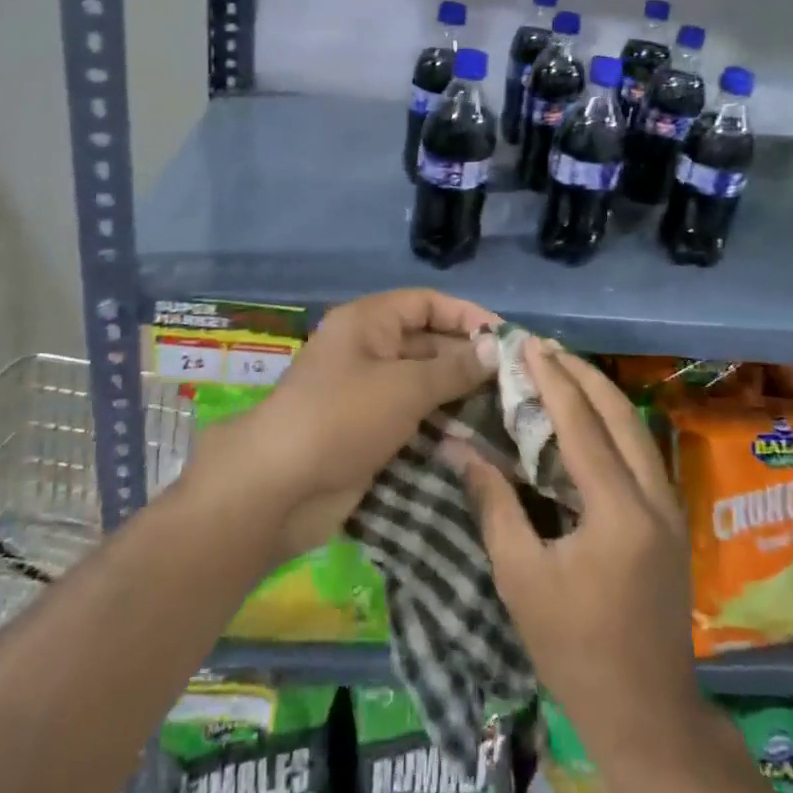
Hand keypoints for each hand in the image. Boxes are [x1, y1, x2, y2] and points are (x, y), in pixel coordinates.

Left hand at [190, 289, 499, 561]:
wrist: (277, 489)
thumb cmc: (342, 418)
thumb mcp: (404, 387)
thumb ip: (454, 368)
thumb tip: (494, 348)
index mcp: (368, 322)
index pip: (427, 304)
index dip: (467, 316)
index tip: (506, 339)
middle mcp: (368, 350)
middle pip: (427, 343)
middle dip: (468, 360)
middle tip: (514, 382)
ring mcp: (366, 393)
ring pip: (422, 384)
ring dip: (459, 397)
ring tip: (506, 413)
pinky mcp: (367, 432)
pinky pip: (412, 418)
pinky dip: (440, 425)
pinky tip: (475, 440)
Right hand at [447, 340, 704, 760]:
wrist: (647, 713)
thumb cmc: (575, 650)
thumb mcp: (521, 580)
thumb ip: (494, 505)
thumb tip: (459, 448)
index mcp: (618, 510)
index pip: (582, 424)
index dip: (552, 379)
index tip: (527, 344)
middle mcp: (653, 496)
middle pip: (620, 413)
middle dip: (581, 373)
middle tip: (543, 348)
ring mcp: (670, 507)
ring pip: (636, 428)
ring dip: (599, 393)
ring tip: (562, 369)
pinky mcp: (671, 520)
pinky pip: (640, 450)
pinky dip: (612, 422)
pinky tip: (587, 418)